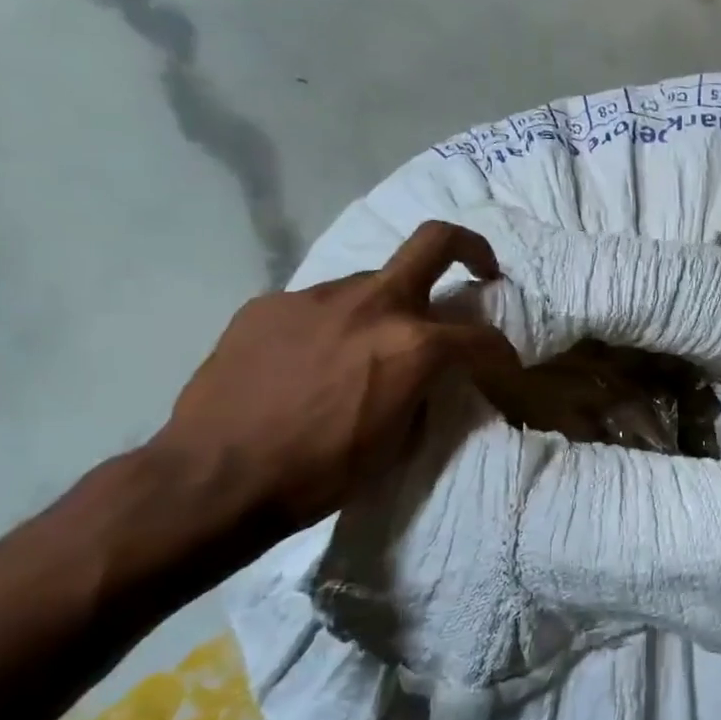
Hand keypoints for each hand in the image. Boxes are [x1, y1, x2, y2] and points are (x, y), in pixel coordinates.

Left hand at [150, 221, 519, 540]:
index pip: (481, 337)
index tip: (504, 366)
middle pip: (434, 242)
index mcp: (414, 344)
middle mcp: (372, 304)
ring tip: (365, 349)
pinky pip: (318, 305)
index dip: (502, 353)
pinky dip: (331, 326)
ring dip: (386, 307)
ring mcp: (316, 296)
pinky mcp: (269, 304)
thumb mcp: (397, 440)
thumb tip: (427, 375)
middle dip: (470, 249)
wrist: (215, 477)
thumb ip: (422, 390)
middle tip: (481, 270)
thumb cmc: (321, 472)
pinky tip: (308, 363)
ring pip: (370, 283)